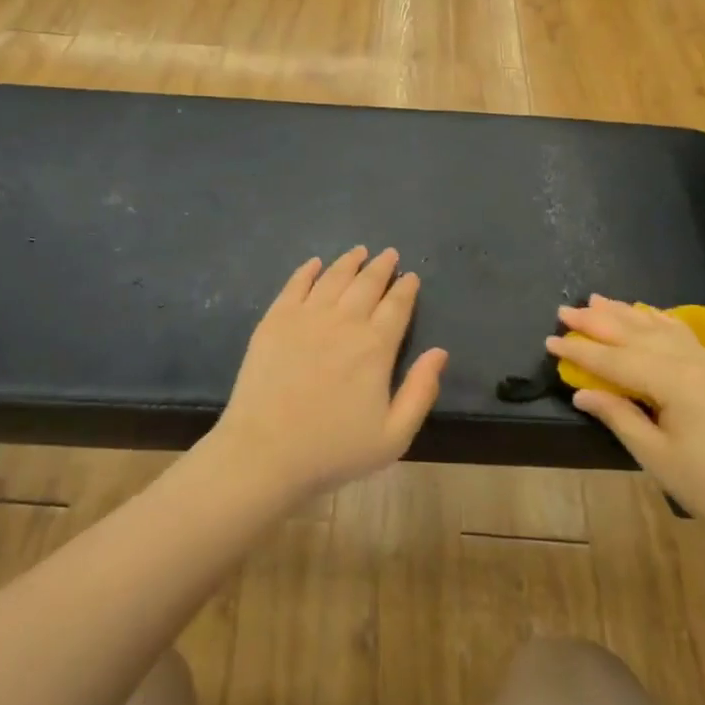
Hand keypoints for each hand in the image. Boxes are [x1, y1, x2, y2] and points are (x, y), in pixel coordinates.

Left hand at [210, 247, 447, 507]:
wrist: (264, 453)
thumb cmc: (333, 450)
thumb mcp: (393, 435)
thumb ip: (420, 391)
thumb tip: (440, 352)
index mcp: (375, 346)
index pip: (397, 306)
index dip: (406, 288)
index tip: (411, 276)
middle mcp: (344, 321)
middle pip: (367, 283)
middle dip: (381, 266)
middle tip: (389, 254)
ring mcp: (305, 316)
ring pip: (333, 277)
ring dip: (349, 262)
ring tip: (359, 251)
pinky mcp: (274, 320)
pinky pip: (295, 284)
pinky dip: (308, 270)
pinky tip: (314, 264)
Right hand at [547, 296, 704, 553]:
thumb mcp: (657, 457)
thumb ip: (619, 416)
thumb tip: (581, 391)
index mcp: (676, 381)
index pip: (617, 359)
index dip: (581, 351)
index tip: (550, 339)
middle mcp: (695, 361)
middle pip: (637, 334)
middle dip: (598, 322)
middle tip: (565, 310)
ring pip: (661, 328)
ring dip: (626, 314)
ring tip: (597, 300)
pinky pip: (684, 335)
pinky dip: (659, 322)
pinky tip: (647, 315)